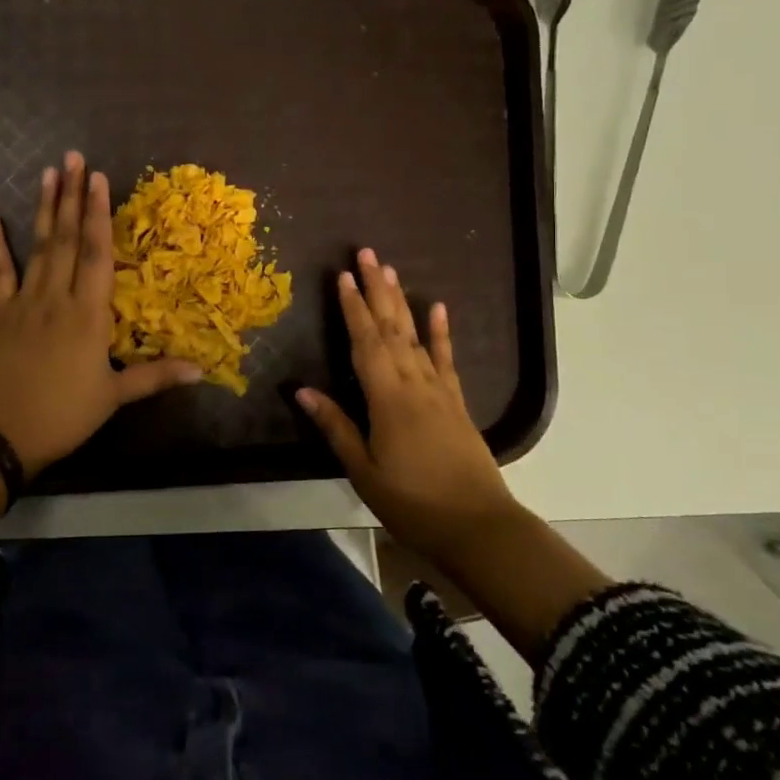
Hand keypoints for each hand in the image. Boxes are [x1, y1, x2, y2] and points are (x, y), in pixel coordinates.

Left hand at [0, 151, 201, 472]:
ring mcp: (24, 302)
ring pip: (38, 247)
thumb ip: (155, 377)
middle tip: (73, 157)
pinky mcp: (0, 314)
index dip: (100, 215)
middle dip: (73, 197)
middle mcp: (57, 298)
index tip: (98, 178)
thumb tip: (202, 370)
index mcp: (88, 315)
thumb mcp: (112, 397)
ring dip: (45, 209)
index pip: (97, 255)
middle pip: (68, 240)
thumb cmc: (61, 415)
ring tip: (48, 172)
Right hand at [297, 249, 518, 562]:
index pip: (365, 343)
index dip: (352, 308)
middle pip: (391, 328)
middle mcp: (414, 383)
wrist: (477, 526)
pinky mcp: (456, 401)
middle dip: (377, 289)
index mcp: (387, 399)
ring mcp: (439, 390)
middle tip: (367, 254)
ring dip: (401, 301)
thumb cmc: (413, 502)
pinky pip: (446, 359)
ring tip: (391, 270)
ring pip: (415, 336)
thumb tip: (302, 390)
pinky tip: (438, 308)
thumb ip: (336, 427)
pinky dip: (441, 333)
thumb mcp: (364, 471)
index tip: (343, 276)